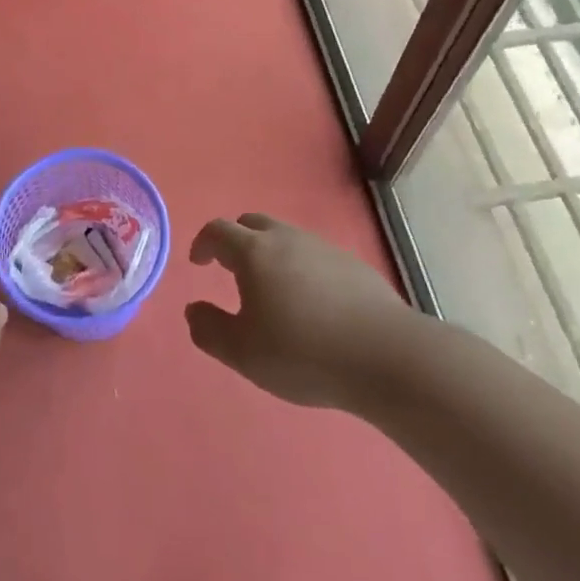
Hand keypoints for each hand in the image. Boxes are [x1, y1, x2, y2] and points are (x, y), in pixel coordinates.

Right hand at [185, 213, 410, 409]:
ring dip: (269, 253)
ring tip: (271, 289)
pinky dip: (300, 267)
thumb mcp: (244, 353)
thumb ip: (210, 330)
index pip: (219, 231)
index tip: (198, 263)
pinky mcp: (353, 264)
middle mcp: (287, 239)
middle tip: (230, 269)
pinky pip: (314, 255)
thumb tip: (193, 310)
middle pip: (253, 223)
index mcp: (255, 252)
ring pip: (286, 237)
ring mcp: (324, 248)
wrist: (386, 356)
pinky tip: (311, 302)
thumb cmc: (304, 352)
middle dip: (236, 240)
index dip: (203, 243)